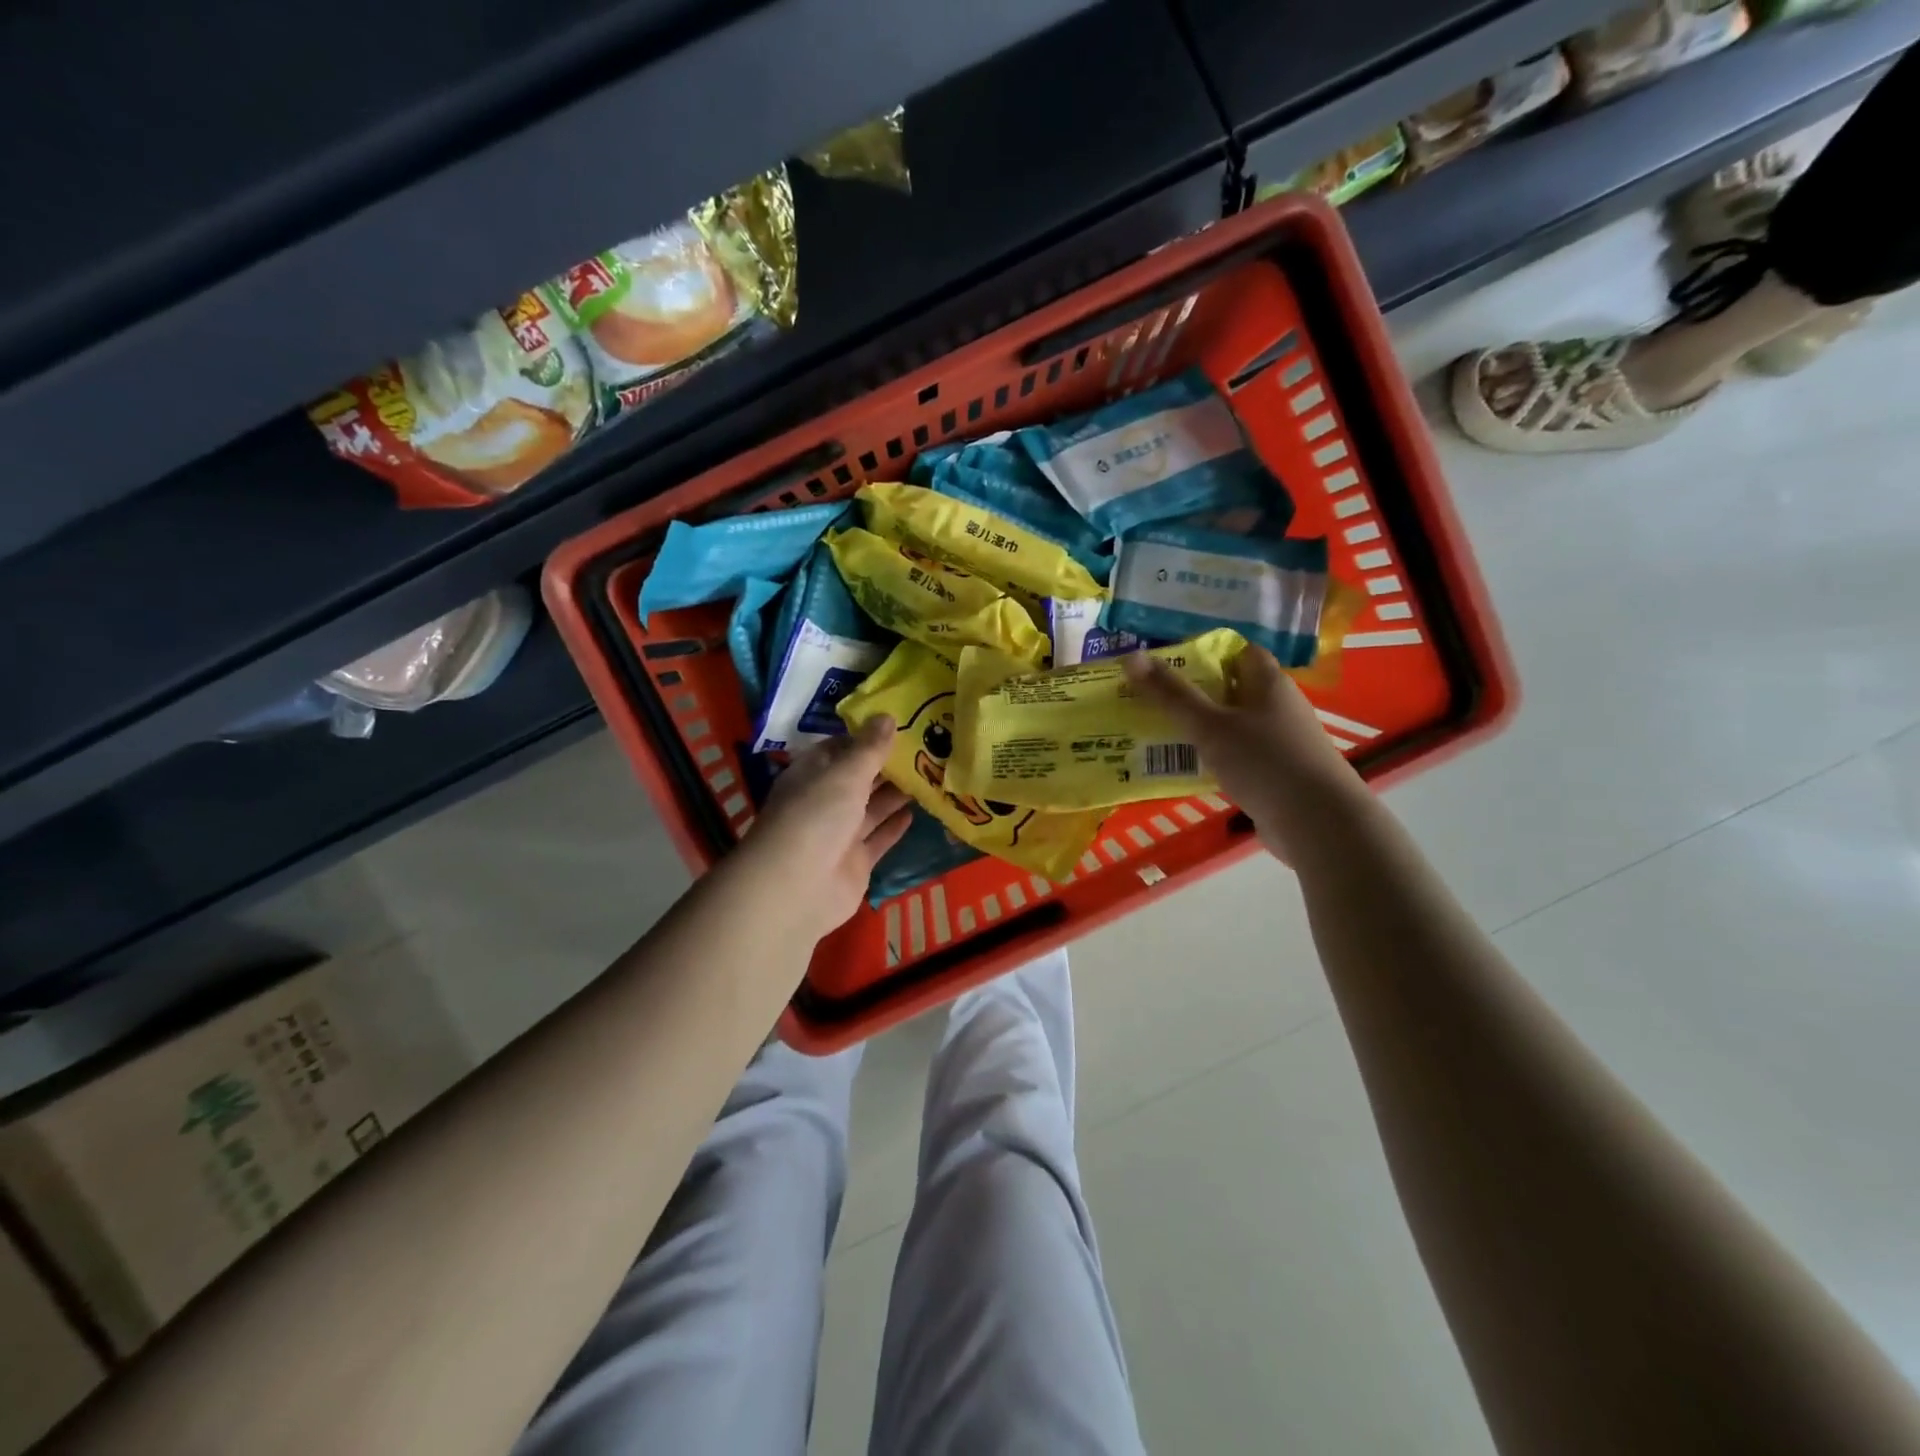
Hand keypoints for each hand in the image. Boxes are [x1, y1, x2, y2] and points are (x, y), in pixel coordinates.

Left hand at [732, 717, 912, 941]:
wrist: (798, 887)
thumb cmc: (816, 817)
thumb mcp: (845, 774)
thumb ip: (869, 748)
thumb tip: (886, 715)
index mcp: (812, 774)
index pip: (839, 748)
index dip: (866, 737)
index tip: (900, 724)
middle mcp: (824, 801)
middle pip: (858, 778)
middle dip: (887, 765)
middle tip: (926, 748)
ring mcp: (839, 834)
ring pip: (871, 808)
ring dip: (896, 794)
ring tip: (930, 774)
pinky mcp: (855, 862)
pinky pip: (878, 839)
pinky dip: (894, 826)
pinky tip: (916, 811)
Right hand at [1123, 644, 1360, 862]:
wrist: (1317, 823)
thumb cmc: (1264, 761)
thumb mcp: (1210, 725)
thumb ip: (1171, 694)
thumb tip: (1130, 656)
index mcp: (1269, 684)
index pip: (1239, 651)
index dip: (1206, 650)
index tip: (1167, 659)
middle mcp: (1277, 708)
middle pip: (1231, 689)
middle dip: (1193, 691)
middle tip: (1149, 695)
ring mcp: (1278, 743)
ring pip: (1231, 726)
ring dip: (1199, 728)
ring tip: (1155, 729)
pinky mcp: (1275, 775)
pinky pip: (1236, 757)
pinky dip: (1211, 759)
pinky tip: (1183, 768)